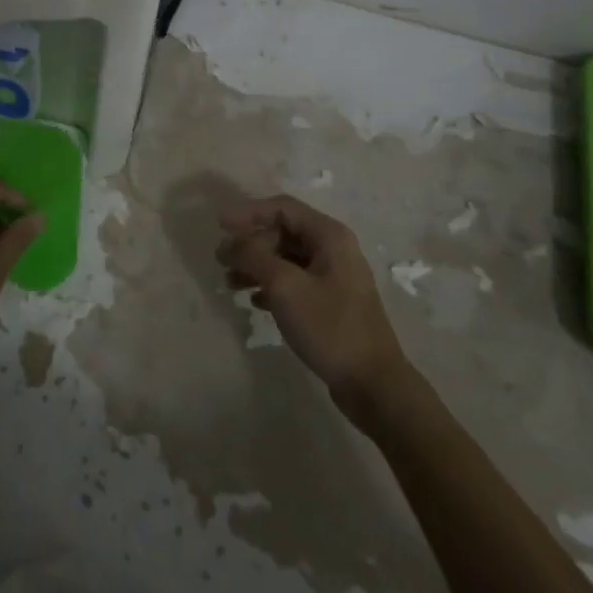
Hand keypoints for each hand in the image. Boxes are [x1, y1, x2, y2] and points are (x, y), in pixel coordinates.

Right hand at [219, 195, 412, 406]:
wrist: (372, 384)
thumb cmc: (329, 326)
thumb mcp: (285, 286)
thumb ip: (253, 257)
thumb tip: (228, 244)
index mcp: (329, 236)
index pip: (282, 208)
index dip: (248, 212)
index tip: (220, 225)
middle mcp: (334, 249)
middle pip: (283, 232)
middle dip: (251, 243)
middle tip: (222, 260)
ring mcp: (334, 277)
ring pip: (287, 258)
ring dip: (257, 266)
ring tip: (230, 283)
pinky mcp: (331, 303)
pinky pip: (294, 281)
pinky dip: (272, 286)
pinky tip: (255, 302)